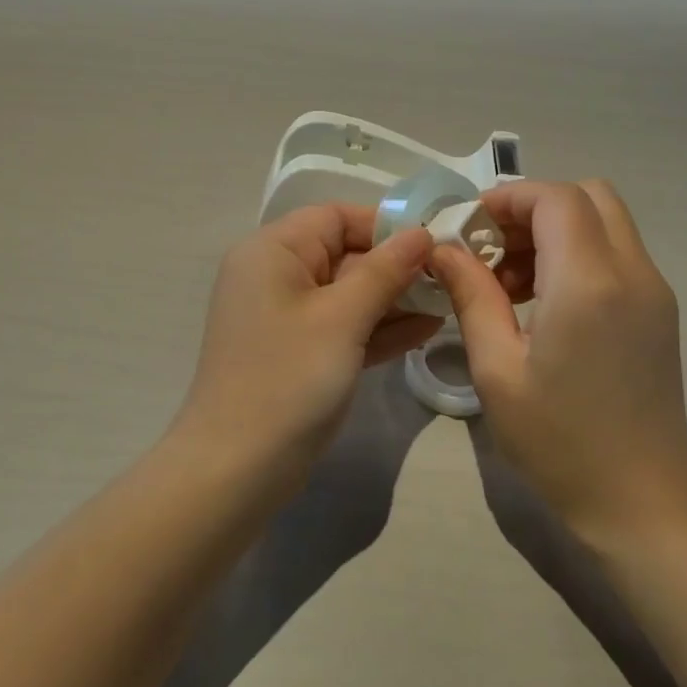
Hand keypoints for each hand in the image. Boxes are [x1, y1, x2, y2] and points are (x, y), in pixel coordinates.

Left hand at [173, 204, 440, 481]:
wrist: (237, 468)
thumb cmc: (288, 378)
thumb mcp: (342, 318)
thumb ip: (384, 271)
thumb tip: (421, 232)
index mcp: (273, 251)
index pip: (335, 217)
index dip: (385, 226)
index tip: (434, 243)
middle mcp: (276, 276)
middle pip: (344, 254)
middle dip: (396, 267)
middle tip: (450, 279)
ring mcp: (287, 318)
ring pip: (348, 294)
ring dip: (394, 299)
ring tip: (448, 303)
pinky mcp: (299, 353)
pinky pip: (343, 327)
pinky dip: (378, 328)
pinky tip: (425, 330)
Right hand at [431, 180, 686, 544]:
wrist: (641, 499)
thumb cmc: (559, 441)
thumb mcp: (497, 370)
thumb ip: (472, 297)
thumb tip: (444, 249)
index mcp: (588, 282)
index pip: (555, 198)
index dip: (507, 199)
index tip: (467, 228)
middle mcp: (632, 271)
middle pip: (589, 196)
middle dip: (533, 209)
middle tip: (491, 251)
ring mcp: (654, 290)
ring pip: (605, 222)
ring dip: (555, 231)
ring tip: (510, 284)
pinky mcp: (659, 311)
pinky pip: (617, 254)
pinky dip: (578, 254)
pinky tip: (544, 304)